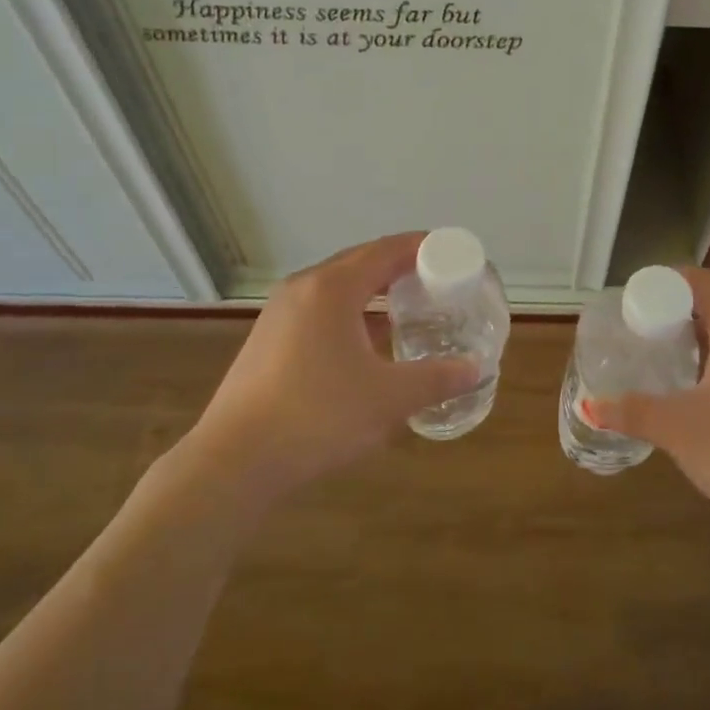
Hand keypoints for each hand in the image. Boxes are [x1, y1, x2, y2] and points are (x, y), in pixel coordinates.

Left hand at [176, 233, 477, 506]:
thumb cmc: (318, 417)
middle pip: (361, 262)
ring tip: (409, 308)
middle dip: (401, 267)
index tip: (452, 253)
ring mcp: (280, 313)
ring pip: (338, 287)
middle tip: (438, 281)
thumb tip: (475, 369)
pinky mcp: (268, 339)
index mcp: (332, 288)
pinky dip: (351, 314)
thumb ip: (437, 379)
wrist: (235, 461)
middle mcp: (303, 288)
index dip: (423, 247)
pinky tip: (368, 343)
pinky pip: (320, 310)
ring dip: (374, 292)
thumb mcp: (388, 399)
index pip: (386, 250)